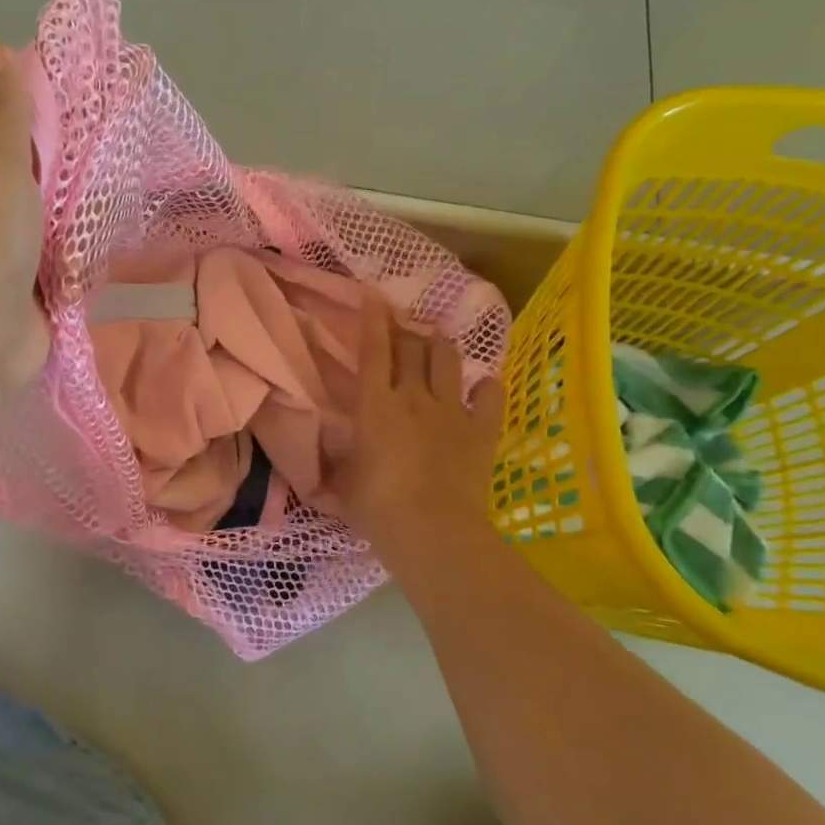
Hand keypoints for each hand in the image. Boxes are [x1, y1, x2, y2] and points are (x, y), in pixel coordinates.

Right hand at [340, 298, 505, 576]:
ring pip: (448, 360)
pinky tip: (483, 384)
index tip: (373, 294)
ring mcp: (451, 411)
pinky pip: (489, 396)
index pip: (373, 350)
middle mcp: (413, 396)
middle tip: (402, 327)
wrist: (432, 530)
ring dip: (440, 346)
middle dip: (406, 331)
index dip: (373, 319)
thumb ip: (342, 459)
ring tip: (436, 342)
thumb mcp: (345, 483)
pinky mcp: (481, 431)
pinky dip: (486, 386)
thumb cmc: (377, 508)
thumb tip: (334, 452)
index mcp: (375, 404)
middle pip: (412, 347)